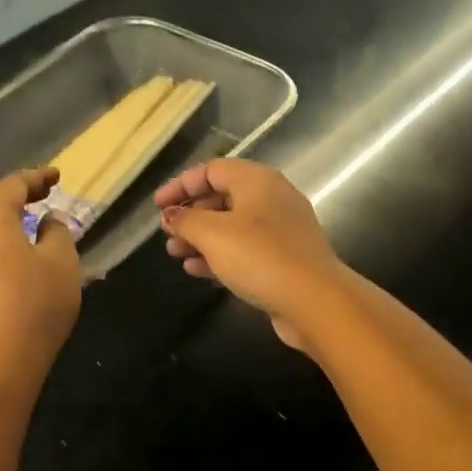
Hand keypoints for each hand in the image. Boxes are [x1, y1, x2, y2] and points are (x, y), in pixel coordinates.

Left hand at [0, 167, 81, 378]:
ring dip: (7, 218)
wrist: (0, 360)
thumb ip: (57, 231)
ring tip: (31, 219)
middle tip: (45, 193)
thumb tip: (47, 221)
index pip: (13, 185)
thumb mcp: (62, 261)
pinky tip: (16, 250)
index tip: (58, 177)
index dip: (37, 177)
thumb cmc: (36, 303)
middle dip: (18, 195)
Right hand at [154, 159, 346, 349]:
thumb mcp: (213, 234)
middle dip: (191, 215)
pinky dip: (220, 256)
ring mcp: (281, 230)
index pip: (212, 170)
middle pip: (223, 197)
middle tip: (167, 234)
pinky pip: (245, 250)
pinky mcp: (284, 259)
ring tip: (175, 254)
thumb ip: (186, 220)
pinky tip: (197, 270)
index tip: (157, 207)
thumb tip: (171, 215)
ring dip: (201, 238)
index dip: (181, 185)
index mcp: (257, 181)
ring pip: (232, 226)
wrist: (314, 301)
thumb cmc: (260, 257)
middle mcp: (272, 198)